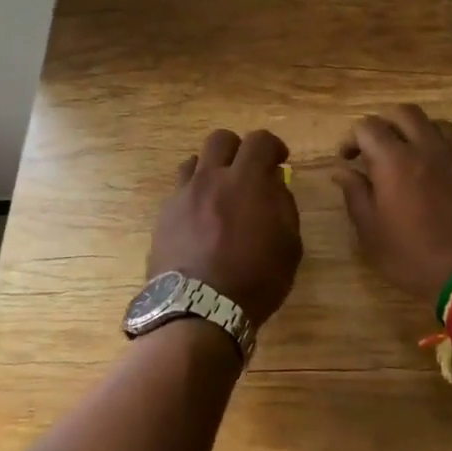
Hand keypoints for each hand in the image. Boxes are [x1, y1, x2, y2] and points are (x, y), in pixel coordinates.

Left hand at [148, 129, 302, 328]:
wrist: (197, 310)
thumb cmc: (254, 279)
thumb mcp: (289, 245)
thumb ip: (283, 205)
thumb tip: (274, 184)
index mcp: (246, 180)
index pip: (259, 140)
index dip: (273, 146)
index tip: (279, 161)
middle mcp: (210, 178)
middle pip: (220, 140)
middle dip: (237, 149)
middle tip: (247, 172)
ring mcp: (182, 196)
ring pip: (193, 162)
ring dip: (210, 171)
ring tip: (219, 194)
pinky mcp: (163, 216)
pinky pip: (179, 192)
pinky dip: (193, 197)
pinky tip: (200, 221)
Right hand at [332, 105, 451, 303]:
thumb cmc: (414, 257)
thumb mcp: (372, 233)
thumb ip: (355, 195)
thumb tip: (342, 171)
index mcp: (394, 160)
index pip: (368, 126)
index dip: (352, 138)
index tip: (348, 159)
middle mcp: (426, 148)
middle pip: (403, 112)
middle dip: (383, 123)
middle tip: (374, 148)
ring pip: (432, 122)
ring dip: (413, 129)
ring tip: (405, 152)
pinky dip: (436, 143)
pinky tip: (431, 169)